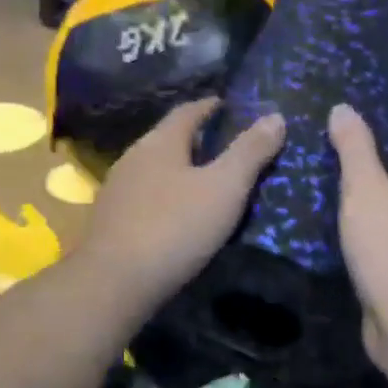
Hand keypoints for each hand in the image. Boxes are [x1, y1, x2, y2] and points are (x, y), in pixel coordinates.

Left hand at [76, 99, 285, 315]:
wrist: (115, 283)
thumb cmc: (175, 227)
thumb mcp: (225, 188)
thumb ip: (250, 152)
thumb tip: (276, 116)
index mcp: (160, 143)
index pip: (187, 111)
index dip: (210, 106)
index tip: (228, 105)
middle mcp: (133, 158)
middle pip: (168, 139)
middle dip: (195, 139)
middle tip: (225, 145)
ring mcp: (117, 191)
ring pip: (155, 170)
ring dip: (179, 170)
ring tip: (207, 181)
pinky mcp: (111, 222)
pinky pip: (146, 197)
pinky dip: (167, 197)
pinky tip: (179, 214)